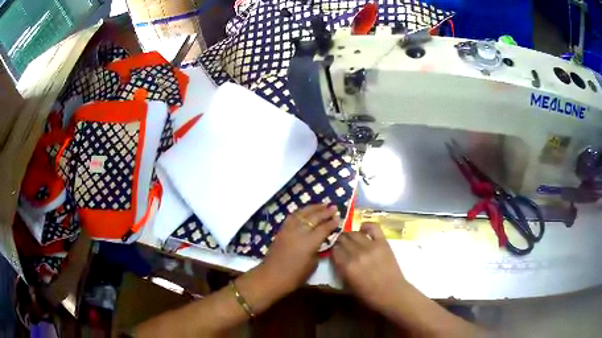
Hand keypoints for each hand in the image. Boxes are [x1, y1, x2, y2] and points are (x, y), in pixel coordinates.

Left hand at [260, 204, 339, 294]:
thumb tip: (321, 242)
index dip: (332, 223)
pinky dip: (300, 212)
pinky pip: (292, 217)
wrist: (271, 276)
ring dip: (313, 208)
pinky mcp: (281, 230)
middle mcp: (299, 232)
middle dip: (325, 212)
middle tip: (334, 207)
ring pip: (302, 214)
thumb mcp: (312, 265)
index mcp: (309, 243)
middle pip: (314, 218)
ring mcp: (289, 230)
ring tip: (322, 204)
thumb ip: (318, 250)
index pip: (324, 228)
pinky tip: (305, 211)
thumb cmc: (294, 276)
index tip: (339, 218)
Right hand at [331, 223, 408, 312]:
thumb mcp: (348, 287)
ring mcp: (371, 246)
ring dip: (350, 234)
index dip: (332, 249)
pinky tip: (363, 229)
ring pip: (354, 233)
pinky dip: (366, 226)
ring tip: (350, 238)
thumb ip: (341, 271)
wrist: (392, 293)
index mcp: (347, 267)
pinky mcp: (383, 243)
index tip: (333, 250)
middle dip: (339, 240)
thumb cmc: (369, 295)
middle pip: (343, 240)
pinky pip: (373, 228)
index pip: (334, 251)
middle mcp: (357, 254)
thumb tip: (336, 258)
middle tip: (340, 243)